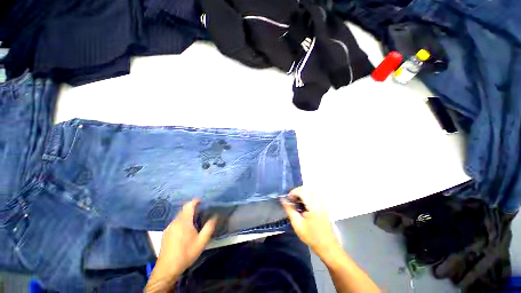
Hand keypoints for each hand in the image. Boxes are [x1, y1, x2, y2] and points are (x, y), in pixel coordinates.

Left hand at [156, 199, 216, 275]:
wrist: (167, 268)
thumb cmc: (186, 253)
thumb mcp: (201, 241)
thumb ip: (209, 227)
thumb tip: (215, 216)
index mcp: (184, 221)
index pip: (188, 205)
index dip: (195, 201)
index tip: (201, 201)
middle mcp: (175, 222)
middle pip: (183, 210)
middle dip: (191, 209)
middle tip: (200, 212)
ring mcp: (168, 228)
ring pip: (178, 217)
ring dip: (186, 216)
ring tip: (193, 222)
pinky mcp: (165, 234)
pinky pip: (175, 223)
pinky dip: (181, 222)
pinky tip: (184, 232)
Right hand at [281, 187, 340, 255]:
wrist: (327, 246)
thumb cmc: (311, 236)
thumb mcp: (297, 224)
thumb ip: (290, 210)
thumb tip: (283, 200)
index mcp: (313, 206)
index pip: (302, 191)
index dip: (293, 192)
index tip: (288, 199)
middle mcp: (319, 202)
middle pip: (307, 188)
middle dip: (298, 191)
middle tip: (292, 199)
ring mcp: (323, 203)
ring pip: (312, 190)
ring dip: (303, 192)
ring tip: (298, 200)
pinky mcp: (325, 206)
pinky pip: (316, 194)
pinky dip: (309, 195)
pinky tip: (305, 203)